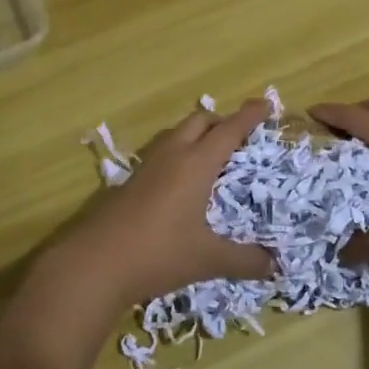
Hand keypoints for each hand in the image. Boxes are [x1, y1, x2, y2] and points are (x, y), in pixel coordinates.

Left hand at [44, 100, 274, 314]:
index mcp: (196, 164)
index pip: (229, 130)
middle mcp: (172, 156)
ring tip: (213, 156)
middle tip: (241, 137)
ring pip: (177, 134)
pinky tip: (182, 182)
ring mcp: (147, 166)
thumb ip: (244, 260)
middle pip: (200, 121)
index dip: (249, 116)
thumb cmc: (158, 254)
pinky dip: (179, 153)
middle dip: (222, 122)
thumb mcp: (207, 259)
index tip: (266, 104)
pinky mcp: (130, 181)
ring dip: (198, 135)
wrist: (95, 263)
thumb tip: (273, 265)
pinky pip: (162, 152)